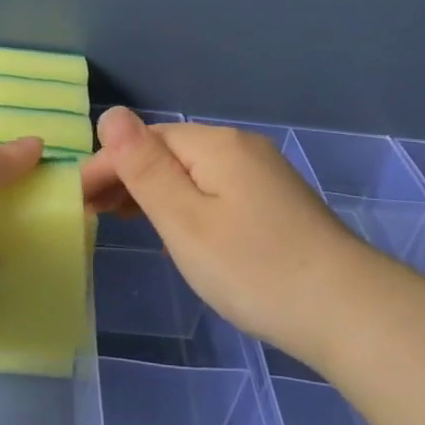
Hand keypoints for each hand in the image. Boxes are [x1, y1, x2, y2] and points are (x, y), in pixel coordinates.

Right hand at [80, 108, 374, 366]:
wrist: (347, 311)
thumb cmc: (253, 268)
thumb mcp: (185, 220)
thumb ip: (144, 168)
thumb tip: (110, 113)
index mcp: (216, 145)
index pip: (145, 140)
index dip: (106, 165)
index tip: (76, 200)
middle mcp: (240, 148)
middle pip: (169, 151)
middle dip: (126, 175)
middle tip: (92, 213)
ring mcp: (263, 174)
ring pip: (192, 171)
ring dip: (152, 189)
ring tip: (120, 218)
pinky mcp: (276, 202)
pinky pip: (214, 188)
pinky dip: (183, 201)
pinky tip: (174, 225)